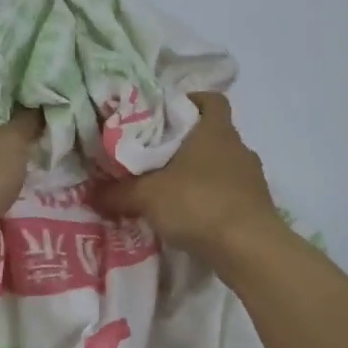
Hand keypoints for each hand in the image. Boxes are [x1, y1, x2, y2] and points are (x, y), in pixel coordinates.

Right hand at [94, 93, 282, 257]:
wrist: (249, 248)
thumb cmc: (198, 203)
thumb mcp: (147, 196)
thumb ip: (117, 193)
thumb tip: (90, 193)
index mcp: (215, 130)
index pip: (211, 99)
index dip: (192, 101)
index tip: (168, 114)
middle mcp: (238, 147)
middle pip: (214, 133)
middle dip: (189, 142)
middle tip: (159, 155)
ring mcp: (253, 178)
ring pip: (223, 164)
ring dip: (202, 173)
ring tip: (173, 189)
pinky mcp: (258, 206)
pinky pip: (231, 193)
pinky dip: (213, 199)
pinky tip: (193, 216)